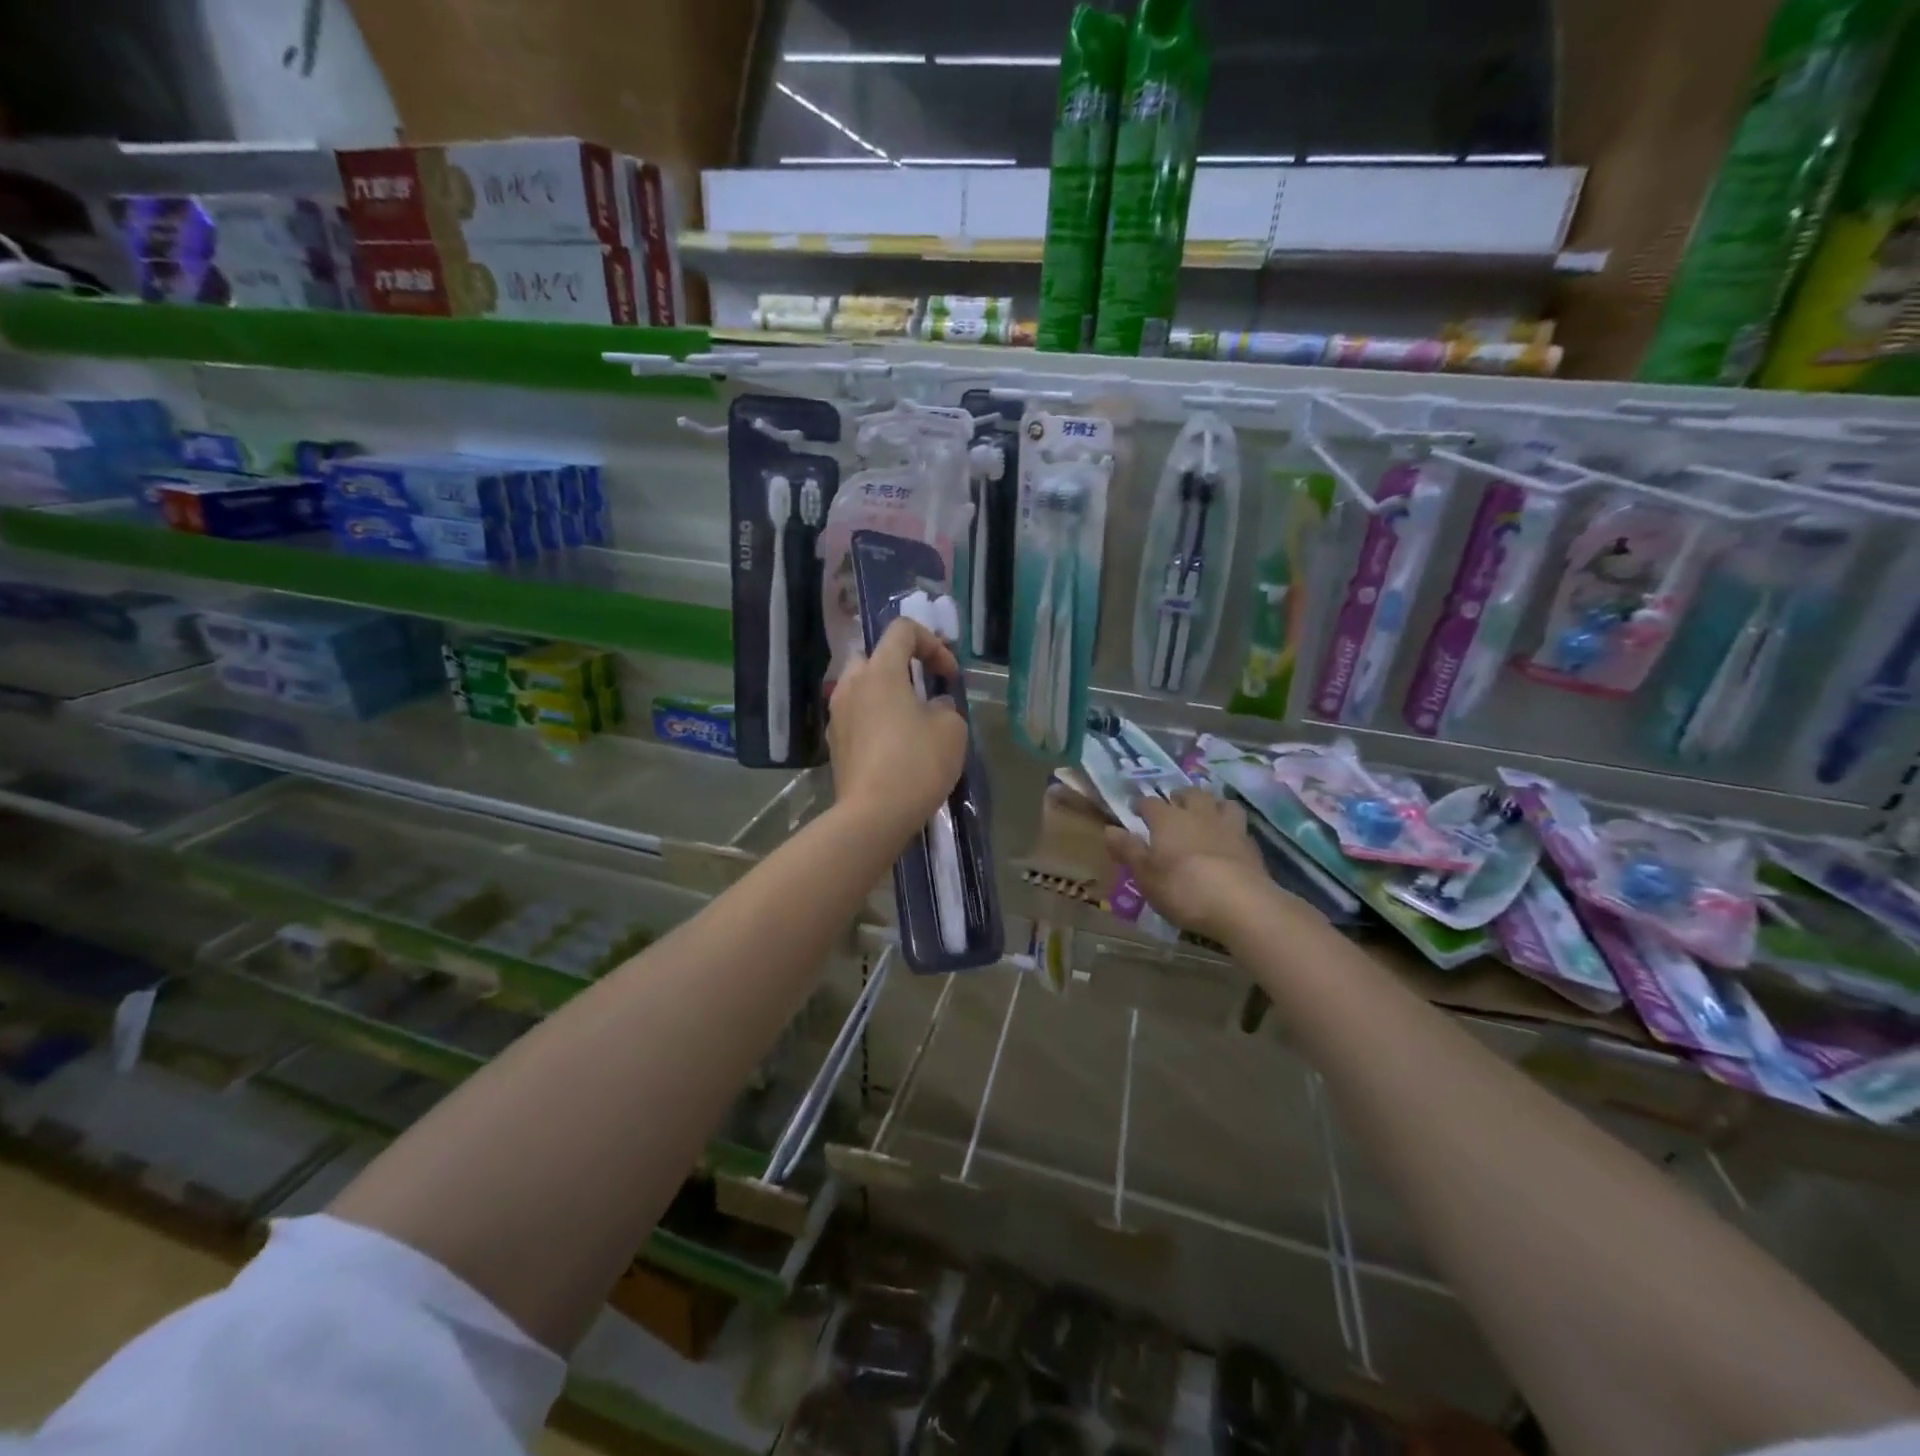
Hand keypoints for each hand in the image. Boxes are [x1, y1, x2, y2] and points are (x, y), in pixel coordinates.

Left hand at [829, 617, 968, 843]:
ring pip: (861, 688)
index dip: (932, 643)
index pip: (902, 630)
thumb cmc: (917, 763)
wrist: (874, 814)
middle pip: (874, 656)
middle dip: (901, 666)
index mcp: (880, 671)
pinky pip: (856, 717)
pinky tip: (893, 746)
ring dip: (886, 694)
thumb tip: (932, 706)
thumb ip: (945, 706)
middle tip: (923, 689)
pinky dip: (874, 719)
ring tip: (910, 719)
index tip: (948, 675)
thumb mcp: (951, 729)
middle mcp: (851, 685)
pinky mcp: (835, 744)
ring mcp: (837, 715)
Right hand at [1105, 788, 1287, 942]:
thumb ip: (1128, 850)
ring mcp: (1227, 826)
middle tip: (1173, 806)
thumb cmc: (1183, 889)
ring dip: (1210, 804)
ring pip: (1219, 801)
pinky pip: (1238, 824)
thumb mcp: (1145, 875)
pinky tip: (1227, 839)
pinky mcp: (1250, 843)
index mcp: (1167, 819)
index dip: (1141, 805)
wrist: (1241, 904)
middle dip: (1178, 797)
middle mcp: (1197, 814)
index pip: (1150, 803)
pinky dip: (1230, 826)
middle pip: (1188, 793)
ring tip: (1205, 815)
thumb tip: (1109, 829)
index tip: (1135, 810)